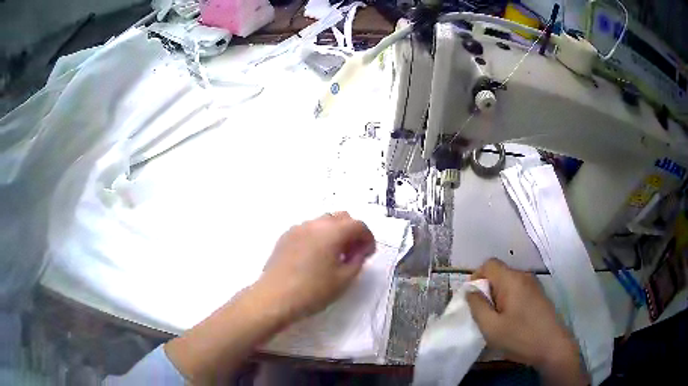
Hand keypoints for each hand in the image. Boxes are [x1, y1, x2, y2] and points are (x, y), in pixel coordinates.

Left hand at [257, 212, 375, 322]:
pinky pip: (308, 229)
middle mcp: (315, 223)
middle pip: (341, 217)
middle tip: (353, 252)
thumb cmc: (313, 290)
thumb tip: (359, 251)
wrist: (275, 297)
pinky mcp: (285, 236)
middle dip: (352, 231)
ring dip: (335, 232)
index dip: (368, 238)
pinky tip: (315, 256)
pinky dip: (318, 236)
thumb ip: (357, 260)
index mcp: (332, 232)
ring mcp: (298, 228)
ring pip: (323, 221)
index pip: (358, 225)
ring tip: (334, 255)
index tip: (368, 254)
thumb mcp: (344, 279)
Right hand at [466, 259, 586, 384]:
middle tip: (482, 314)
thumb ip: (477, 306)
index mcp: (512, 280)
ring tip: (496, 319)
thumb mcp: (491, 327)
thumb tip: (470, 291)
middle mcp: (524, 276)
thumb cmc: (520, 337)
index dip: (476, 277)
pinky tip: (511, 320)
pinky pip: (518, 290)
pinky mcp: (539, 294)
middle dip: (487, 290)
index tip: (472, 298)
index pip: (489, 264)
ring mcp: (534, 285)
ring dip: (498, 297)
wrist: (553, 346)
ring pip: (509, 283)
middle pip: (499, 273)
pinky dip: (509, 300)